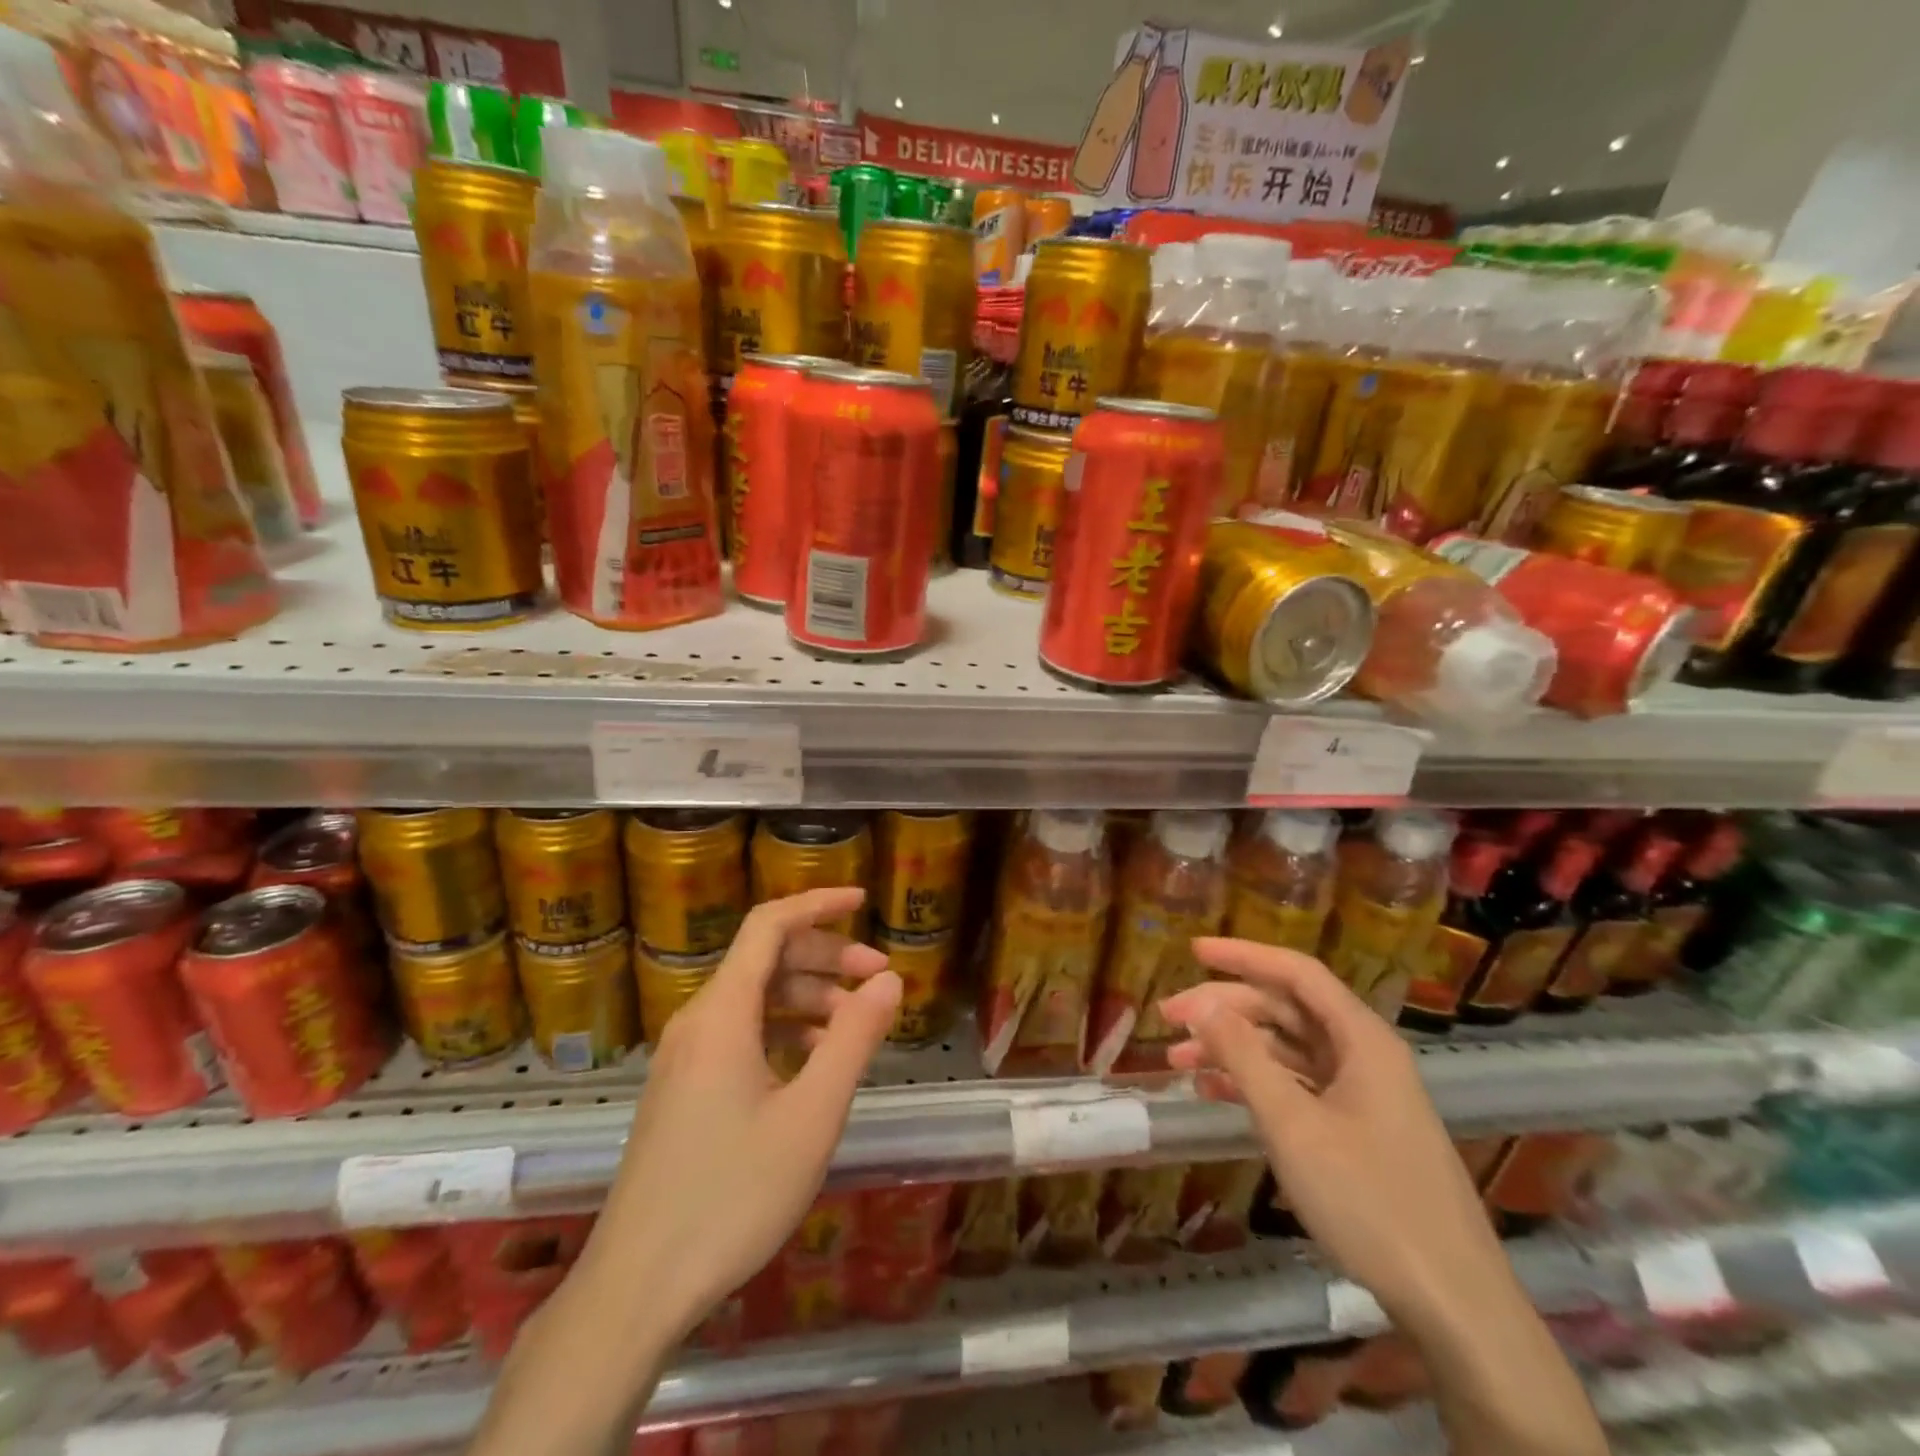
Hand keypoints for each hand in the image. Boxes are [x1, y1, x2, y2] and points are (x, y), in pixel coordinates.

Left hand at [577, 888, 900, 1339]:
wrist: (637, 1287)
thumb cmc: (732, 1194)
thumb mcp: (811, 1115)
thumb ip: (854, 1039)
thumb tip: (890, 980)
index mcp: (722, 1013)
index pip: (769, 925)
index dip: (818, 903)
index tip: (864, 900)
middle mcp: (697, 1021)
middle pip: (765, 960)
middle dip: (826, 958)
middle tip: (879, 978)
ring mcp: (684, 1056)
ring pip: (754, 999)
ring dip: (808, 998)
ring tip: (856, 1026)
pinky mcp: (682, 1088)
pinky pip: (739, 1034)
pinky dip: (783, 1032)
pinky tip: (815, 1063)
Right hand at [1158, 938, 1504, 1325]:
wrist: (1453, 1305)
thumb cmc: (1370, 1200)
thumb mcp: (1293, 1124)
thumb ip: (1243, 1056)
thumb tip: (1201, 1003)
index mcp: (1362, 1039)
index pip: (1296, 972)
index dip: (1242, 955)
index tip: (1192, 950)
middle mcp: (1364, 1055)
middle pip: (1286, 1010)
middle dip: (1225, 1009)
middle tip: (1168, 1018)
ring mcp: (1362, 1094)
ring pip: (1287, 1050)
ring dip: (1233, 1049)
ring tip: (1178, 1062)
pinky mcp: (1358, 1130)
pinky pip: (1297, 1087)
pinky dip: (1255, 1084)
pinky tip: (1214, 1094)